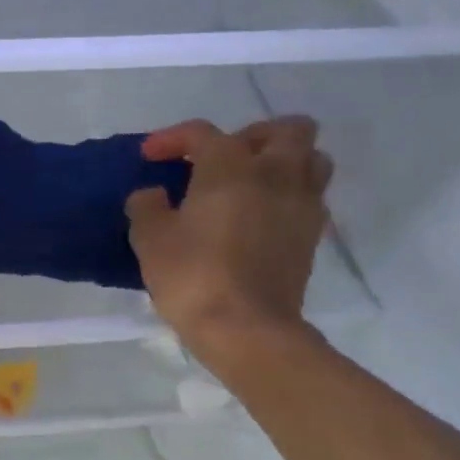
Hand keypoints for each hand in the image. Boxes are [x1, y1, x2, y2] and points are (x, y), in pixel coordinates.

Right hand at [126, 117, 333, 358]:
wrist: (248, 330)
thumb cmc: (194, 276)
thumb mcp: (150, 239)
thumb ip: (146, 206)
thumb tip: (152, 194)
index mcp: (230, 165)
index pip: (202, 133)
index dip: (172, 138)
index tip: (149, 156)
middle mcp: (275, 173)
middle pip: (287, 130)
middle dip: (253, 136)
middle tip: (222, 160)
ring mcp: (302, 205)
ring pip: (312, 159)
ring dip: (285, 162)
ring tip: (252, 184)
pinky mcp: (312, 237)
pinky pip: (311, 198)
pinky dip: (291, 197)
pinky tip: (264, 217)